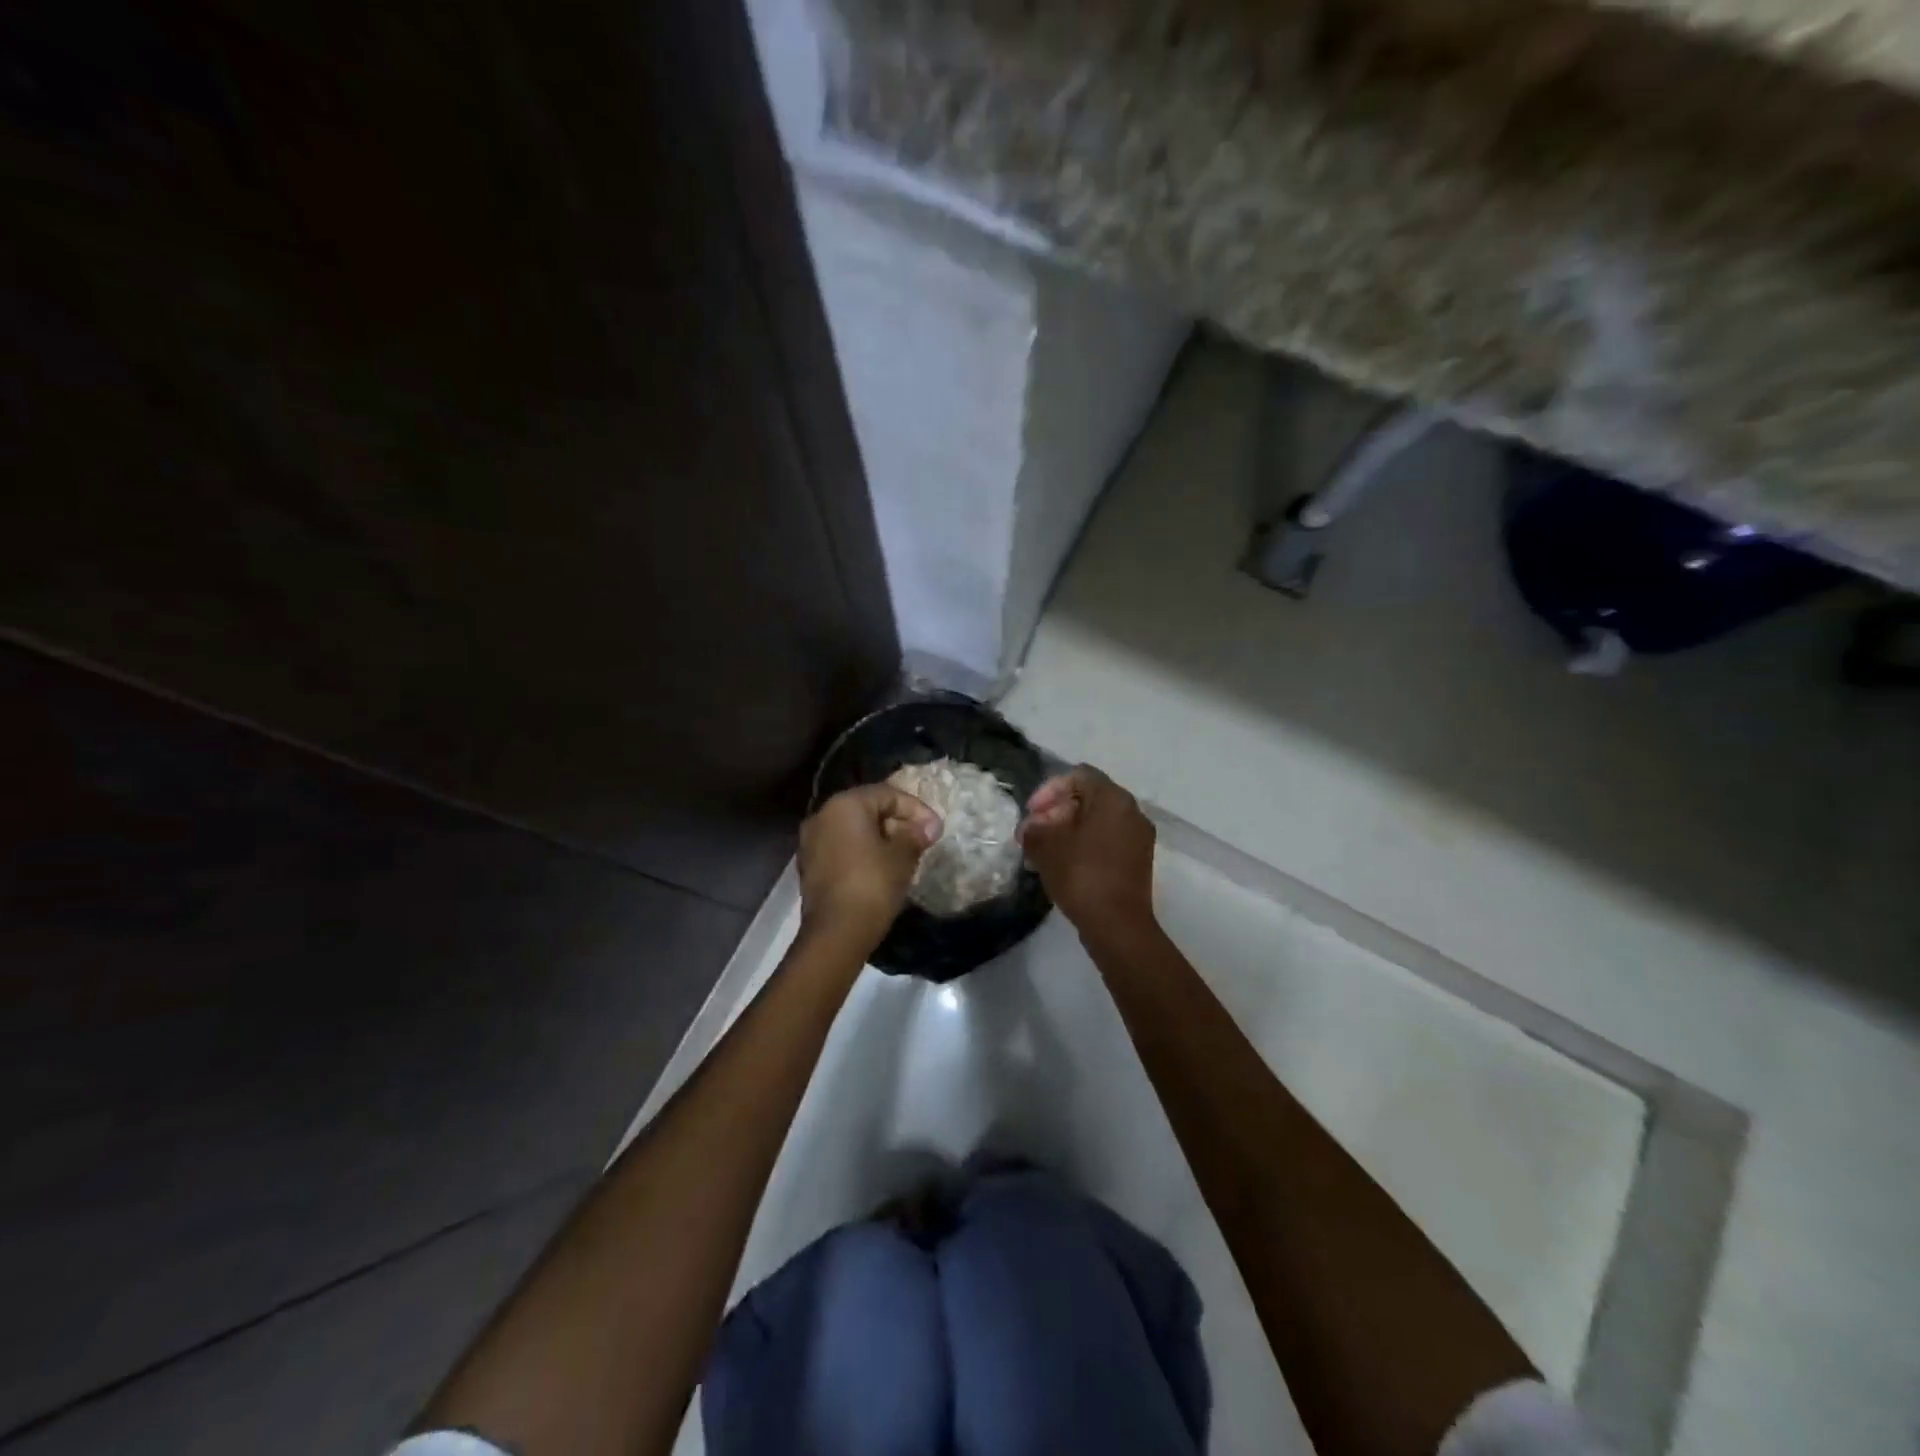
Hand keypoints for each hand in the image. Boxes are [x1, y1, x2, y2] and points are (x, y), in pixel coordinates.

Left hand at [797, 784, 941, 955]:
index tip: (935, 830)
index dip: (916, 809)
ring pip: (853, 829)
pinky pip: (842, 847)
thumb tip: (928, 826)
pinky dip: (862, 852)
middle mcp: (822, 815)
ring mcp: (811, 841)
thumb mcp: (902, 856)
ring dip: (880, 837)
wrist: (836, 933)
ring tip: (905, 855)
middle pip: (867, 809)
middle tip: (921, 840)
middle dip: (897, 822)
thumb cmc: (873, 884)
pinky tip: (881, 868)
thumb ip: (915, 834)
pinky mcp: (810, 865)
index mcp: (845, 805)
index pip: (887, 794)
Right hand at [1019, 766, 1156, 934]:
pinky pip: (1106, 840)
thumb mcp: (1046, 847)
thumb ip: (1034, 828)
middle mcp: (1132, 811)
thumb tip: (1033, 827)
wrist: (1118, 926)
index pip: (1078, 776)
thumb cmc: (1081, 876)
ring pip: (1097, 821)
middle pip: (1088, 798)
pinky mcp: (1138, 860)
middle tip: (1033, 833)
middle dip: (1056, 811)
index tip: (1030, 813)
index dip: (1049, 790)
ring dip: (1067, 830)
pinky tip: (1062, 864)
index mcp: (1113, 799)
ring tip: (1042, 851)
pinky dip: (1083, 845)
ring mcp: (1138, 837)